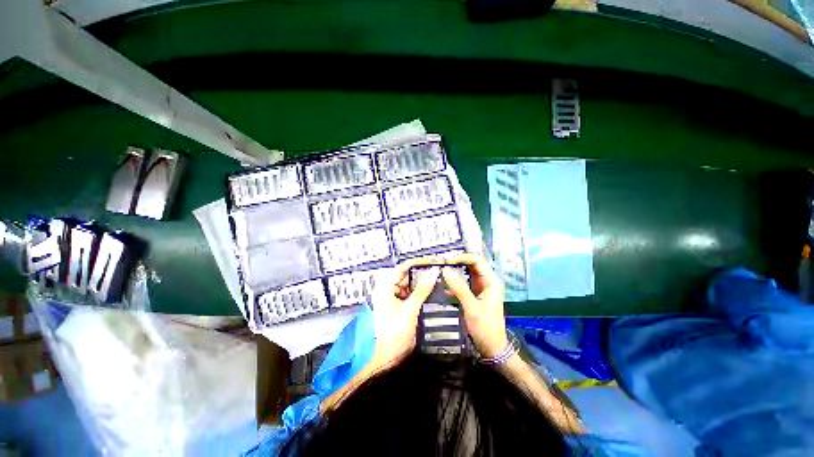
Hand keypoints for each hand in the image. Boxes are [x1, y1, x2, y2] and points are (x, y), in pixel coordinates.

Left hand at [369, 257, 439, 365]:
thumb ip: (422, 289)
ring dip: (421, 287)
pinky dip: (417, 297)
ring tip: (438, 285)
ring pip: (408, 287)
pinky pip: (407, 297)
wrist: (377, 360)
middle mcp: (386, 288)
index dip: (420, 263)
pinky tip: (429, 298)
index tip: (435, 263)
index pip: (405, 266)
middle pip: (406, 276)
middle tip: (440, 275)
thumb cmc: (391, 333)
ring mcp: (389, 299)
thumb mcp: (410, 309)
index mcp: (385, 285)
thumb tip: (434, 271)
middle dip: (423, 276)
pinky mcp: (393, 308)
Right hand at [441, 253, 507, 357]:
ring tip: (440, 273)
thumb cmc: (485, 328)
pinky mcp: (474, 296)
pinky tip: (444, 288)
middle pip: (471, 266)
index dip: (462, 257)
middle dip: (456, 263)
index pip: (477, 261)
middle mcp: (486, 282)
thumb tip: (446, 270)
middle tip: (441, 264)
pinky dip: (454, 284)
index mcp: (490, 281)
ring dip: (454, 273)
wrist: (492, 348)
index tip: (447, 260)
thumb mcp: (471, 307)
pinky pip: (463, 285)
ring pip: (465, 275)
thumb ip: (459, 288)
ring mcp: (480, 289)